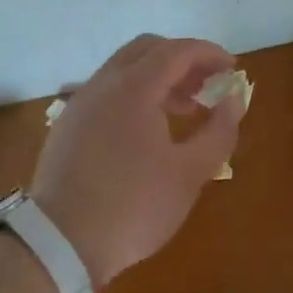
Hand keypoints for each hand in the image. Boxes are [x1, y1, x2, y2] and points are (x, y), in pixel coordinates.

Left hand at [31, 35, 245, 287]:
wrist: (59, 242)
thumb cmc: (132, 206)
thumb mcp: (189, 174)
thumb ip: (219, 131)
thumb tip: (234, 99)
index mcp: (134, 88)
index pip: (177, 51)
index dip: (209, 54)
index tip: (232, 69)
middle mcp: (103, 84)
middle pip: (147, 49)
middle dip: (183, 60)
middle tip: (208, 85)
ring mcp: (81, 103)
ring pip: (124, 70)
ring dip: (158, 77)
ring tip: (185, 109)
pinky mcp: (68, 124)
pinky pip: (107, 91)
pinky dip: (135, 94)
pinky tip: (148, 129)